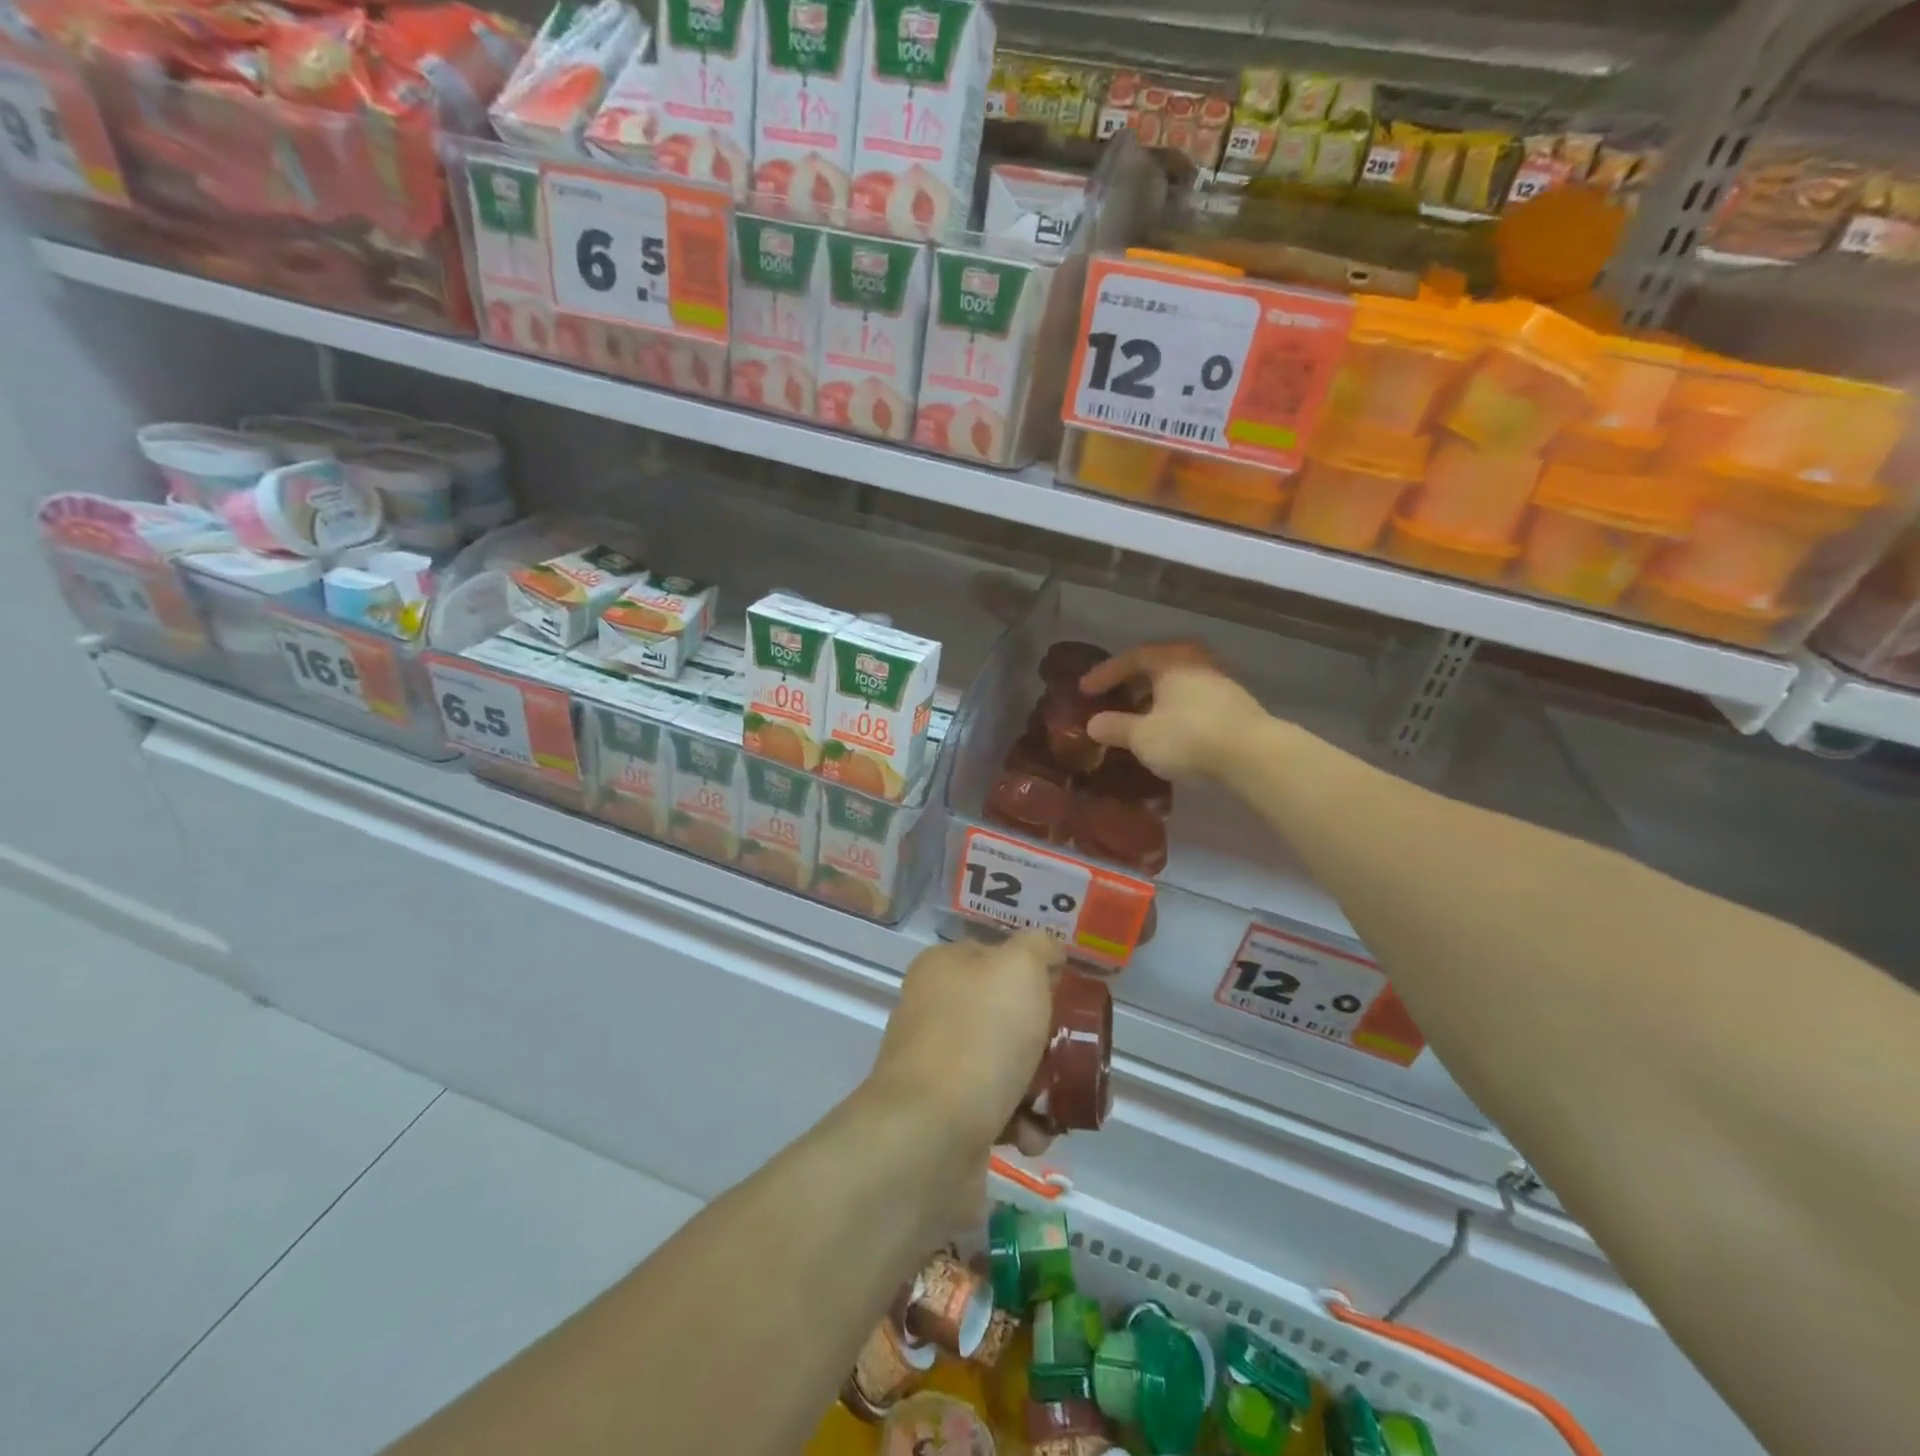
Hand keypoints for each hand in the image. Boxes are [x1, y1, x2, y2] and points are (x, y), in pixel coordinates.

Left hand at [866, 932, 1061, 1161]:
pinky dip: (1019, 1122)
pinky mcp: (942, 1116)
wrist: (930, 1136)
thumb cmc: (979, 1038)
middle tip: (1073, 1054)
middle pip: (1003, 1014)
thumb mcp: (1019, 969)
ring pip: (1004, 1064)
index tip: (1068, 997)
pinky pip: (993, 1110)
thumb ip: (1038, 948)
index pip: (996, 956)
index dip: (1035, 973)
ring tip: (1057, 1106)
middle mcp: (933, 1010)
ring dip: (1038, 1086)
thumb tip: (1048, 951)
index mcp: (942, 968)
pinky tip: (1031, 1135)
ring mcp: (935, 1065)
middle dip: (1044, 1038)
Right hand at [1081, 643, 1268, 783]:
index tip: (1085, 691)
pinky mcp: (1234, 703)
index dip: (1104, 674)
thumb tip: (1093, 724)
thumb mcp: (1143, 736)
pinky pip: (1192, 698)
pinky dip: (1173, 708)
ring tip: (1138, 717)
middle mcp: (1195, 661)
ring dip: (1154, 697)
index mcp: (1169, 660)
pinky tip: (1167, 729)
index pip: (1129, 658)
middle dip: (1132, 683)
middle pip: (1156, 666)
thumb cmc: (1189, 736)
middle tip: (1112, 698)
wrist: (1253, 754)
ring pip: (1176, 683)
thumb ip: (1115, 727)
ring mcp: (1218, 680)